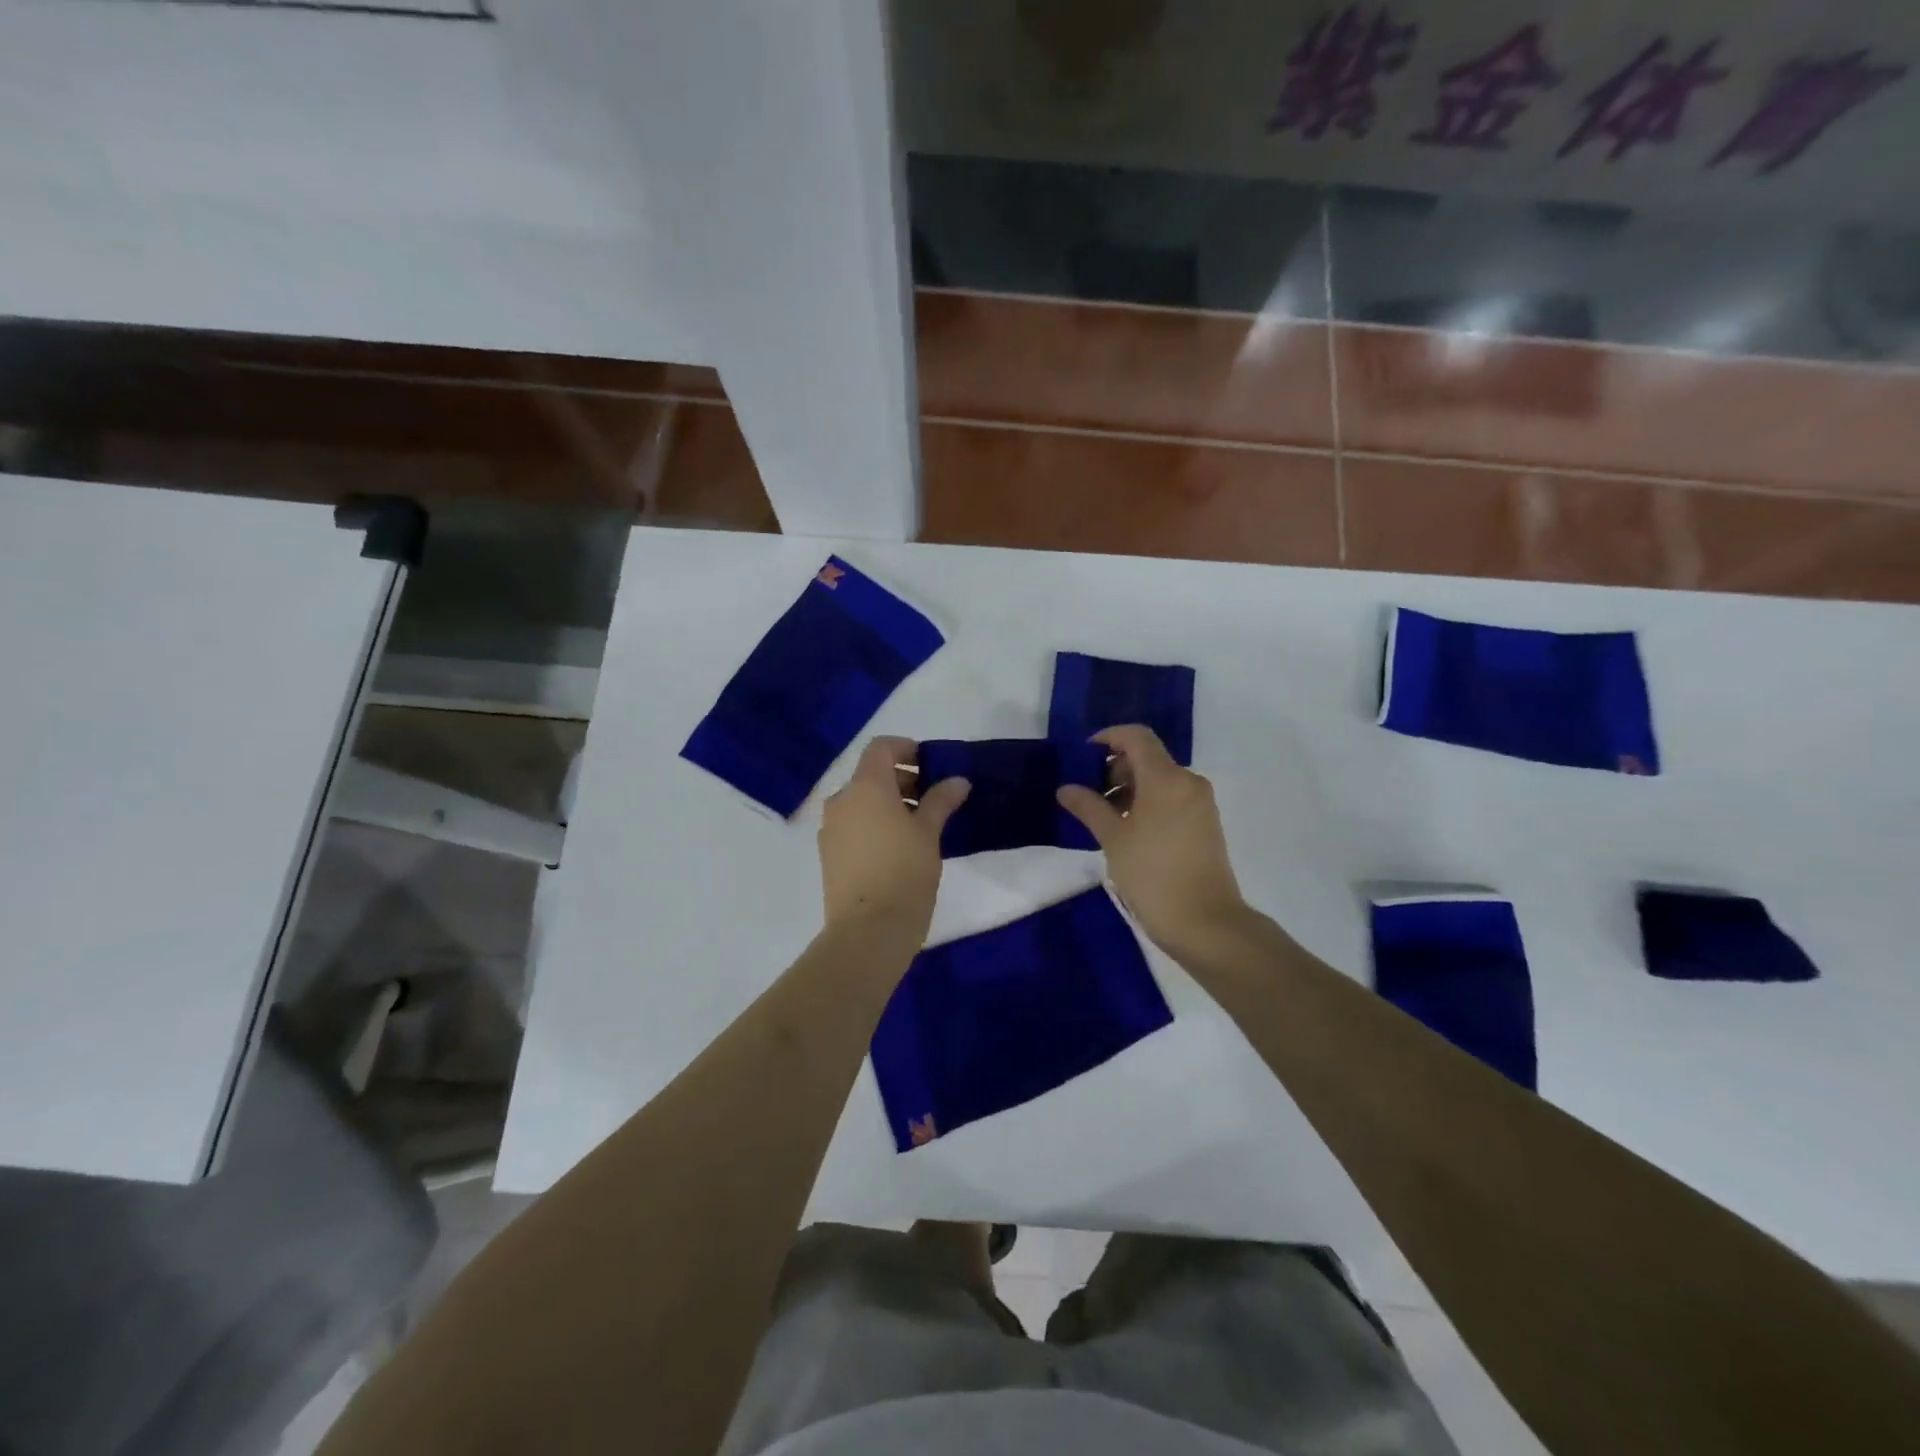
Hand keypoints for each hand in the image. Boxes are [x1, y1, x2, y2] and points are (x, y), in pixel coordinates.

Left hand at [818, 737, 968, 940]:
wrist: (868, 931)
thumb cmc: (904, 873)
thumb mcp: (929, 833)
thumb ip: (941, 801)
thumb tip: (957, 781)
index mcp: (866, 786)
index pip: (881, 748)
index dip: (906, 749)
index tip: (930, 766)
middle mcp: (842, 800)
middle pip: (870, 775)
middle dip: (901, 780)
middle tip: (932, 800)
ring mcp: (830, 828)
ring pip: (861, 802)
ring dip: (888, 804)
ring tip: (918, 828)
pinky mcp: (828, 855)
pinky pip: (853, 826)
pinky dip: (873, 824)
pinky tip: (898, 849)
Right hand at [1057, 725, 1246, 954]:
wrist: (1206, 924)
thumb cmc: (1153, 875)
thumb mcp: (1113, 839)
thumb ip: (1088, 807)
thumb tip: (1066, 788)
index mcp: (1167, 778)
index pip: (1137, 736)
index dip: (1108, 738)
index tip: (1083, 757)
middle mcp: (1188, 782)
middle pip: (1148, 758)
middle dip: (1115, 768)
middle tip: (1089, 795)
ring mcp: (1200, 804)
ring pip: (1160, 780)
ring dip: (1130, 788)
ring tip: (1104, 818)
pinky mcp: (1205, 825)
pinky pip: (1172, 799)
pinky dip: (1147, 803)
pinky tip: (1128, 831)